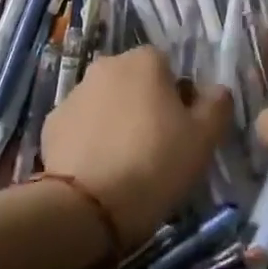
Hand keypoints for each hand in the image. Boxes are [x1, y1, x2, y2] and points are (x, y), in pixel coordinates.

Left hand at [40, 46, 231, 249]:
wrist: (85, 208)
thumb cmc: (154, 164)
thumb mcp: (204, 138)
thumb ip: (217, 104)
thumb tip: (214, 90)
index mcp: (144, 60)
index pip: (169, 69)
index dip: (179, 99)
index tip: (182, 133)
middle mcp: (107, 65)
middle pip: (136, 83)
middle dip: (146, 108)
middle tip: (157, 150)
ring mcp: (74, 93)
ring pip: (107, 103)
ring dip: (117, 123)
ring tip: (125, 166)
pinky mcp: (50, 124)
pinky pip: (81, 127)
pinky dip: (90, 142)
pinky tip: (98, 172)